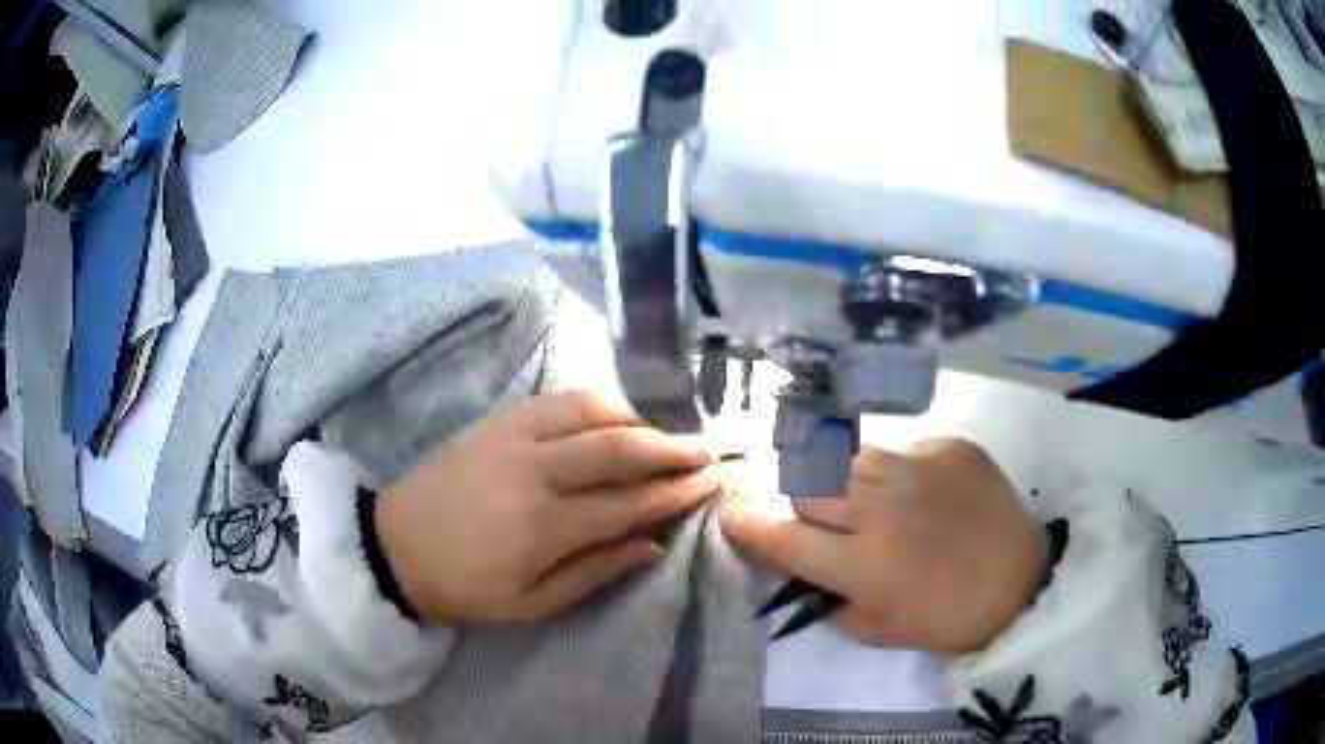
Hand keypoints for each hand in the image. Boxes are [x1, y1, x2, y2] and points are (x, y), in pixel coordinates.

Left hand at [375, 391, 716, 624]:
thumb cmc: (466, 587)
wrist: (396, 546)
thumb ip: (596, 572)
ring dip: (637, 418)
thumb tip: (652, 545)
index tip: (709, 482)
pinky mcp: (497, 420)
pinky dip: (596, 403)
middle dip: (670, 447)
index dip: (674, 492)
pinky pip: (558, 400)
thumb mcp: (533, 603)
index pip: (627, 502)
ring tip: (664, 431)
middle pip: (618, 447)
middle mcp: (534, 471)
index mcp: (543, 526)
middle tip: (703, 450)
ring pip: (591, 410)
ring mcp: (513, 437)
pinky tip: (614, 415)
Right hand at [722, 438, 1049, 654]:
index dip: (751, 528)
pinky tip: (914, 493)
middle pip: (808, 485)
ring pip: (848, 456)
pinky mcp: (949, 447)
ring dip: (837, 477)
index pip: (786, 538)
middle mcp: (883, 508)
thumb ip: (830, 599)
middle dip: (797, 502)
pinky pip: (899, 449)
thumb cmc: (947, 618)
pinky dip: (892, 471)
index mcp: (864, 562)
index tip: (732, 518)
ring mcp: (919, 468)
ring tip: (854, 495)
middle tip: (812, 518)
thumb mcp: (878, 629)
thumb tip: (805, 569)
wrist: (1020, 582)